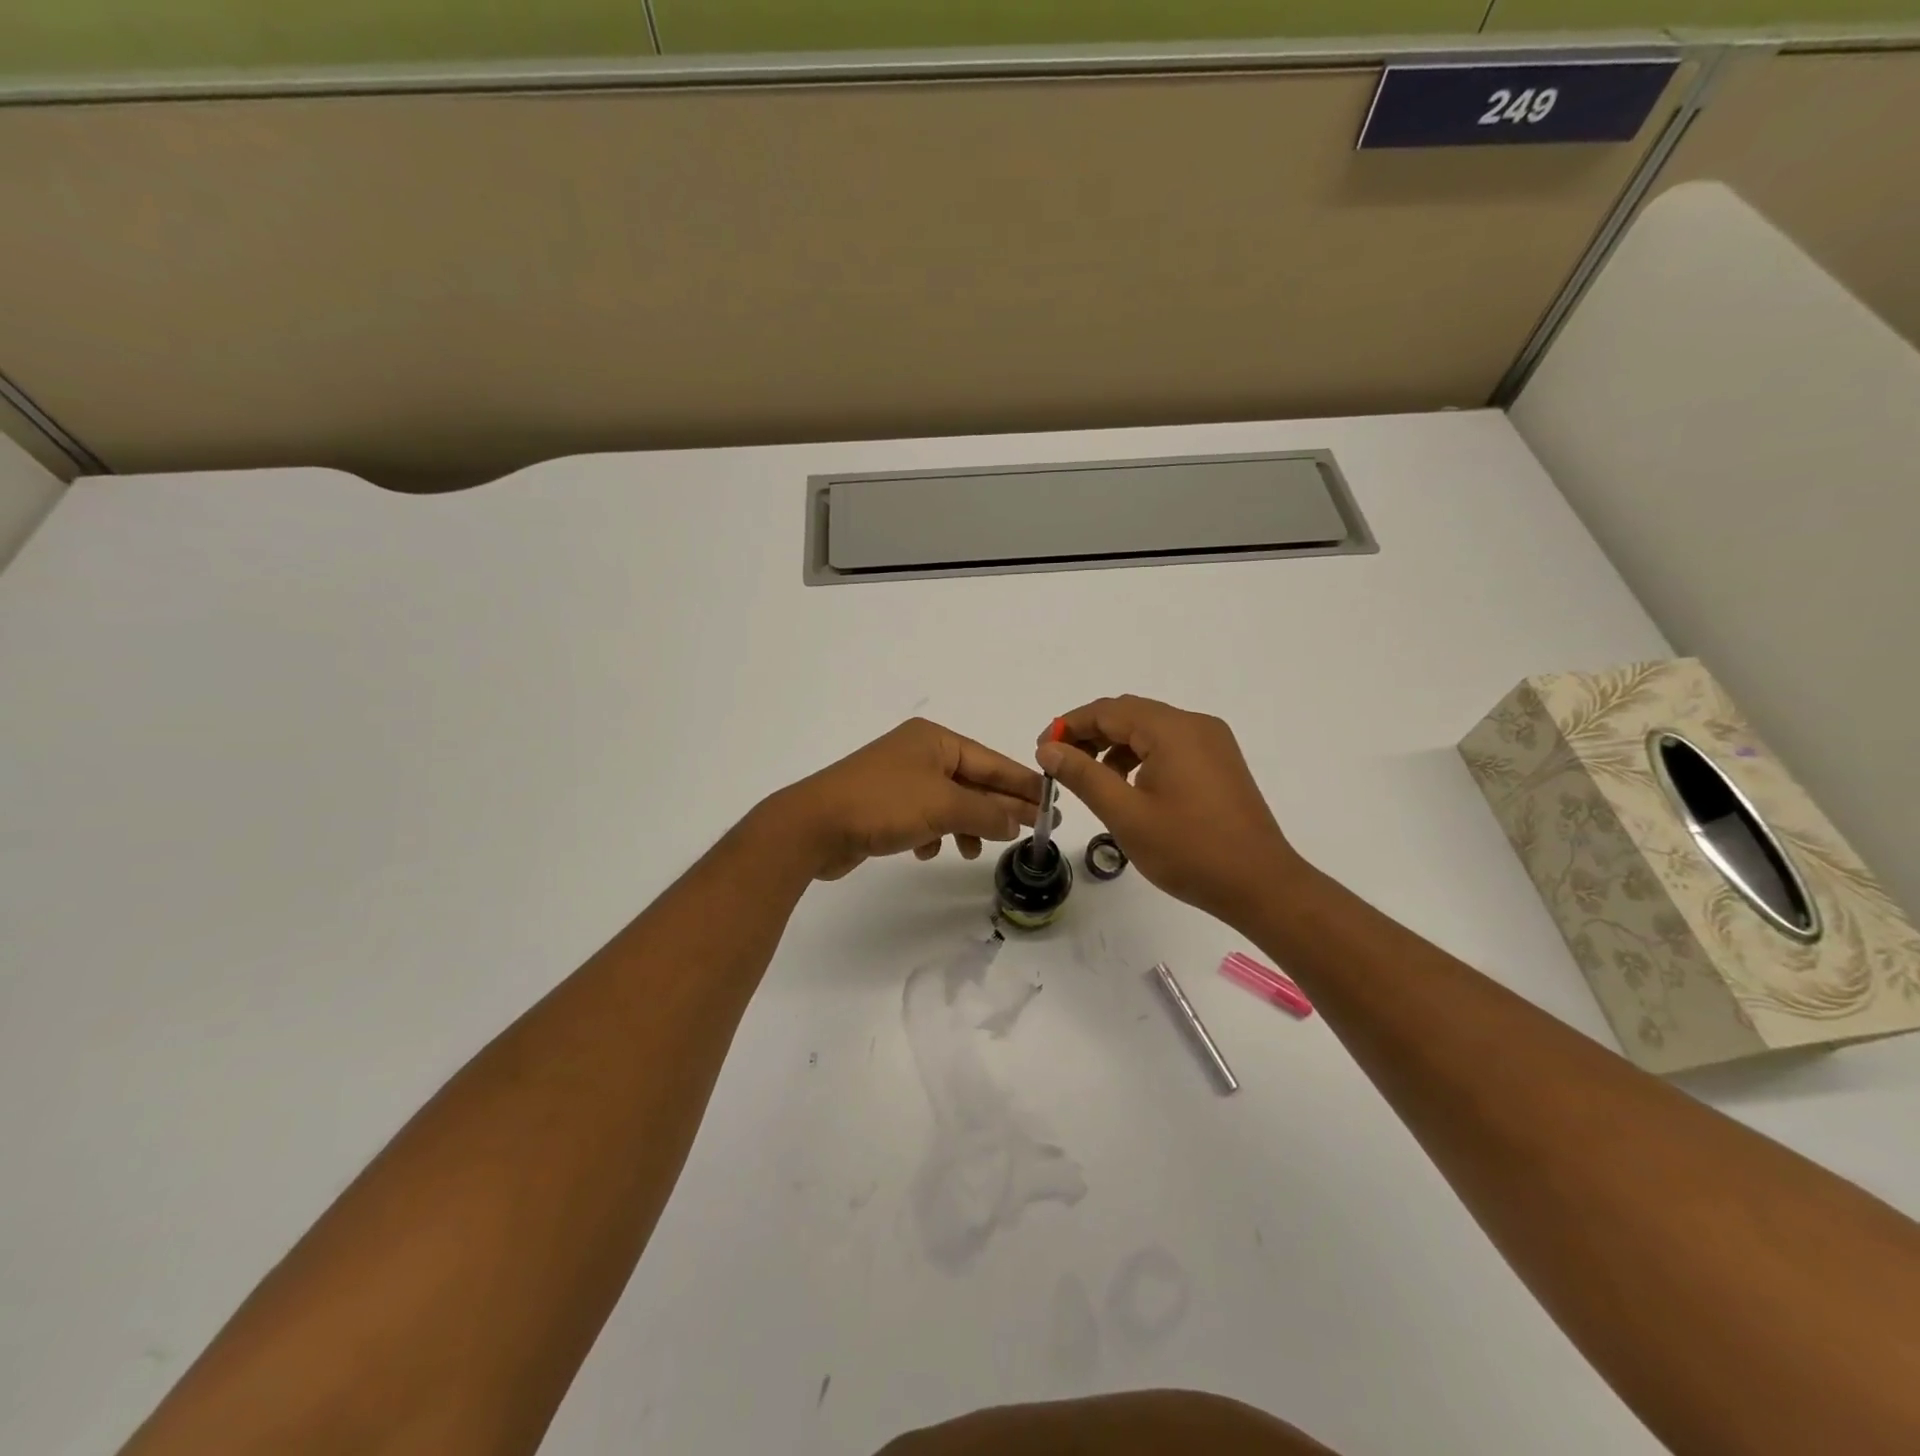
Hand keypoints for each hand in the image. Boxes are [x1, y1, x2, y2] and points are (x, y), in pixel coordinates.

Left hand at [773, 718, 1043, 880]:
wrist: (814, 826)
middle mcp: (919, 753)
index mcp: (935, 740)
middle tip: (1029, 833)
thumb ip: (987, 813)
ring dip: (965, 826)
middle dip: (996, 808)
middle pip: (972, 781)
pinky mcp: (884, 805)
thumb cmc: (883, 804)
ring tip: (971, 851)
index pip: (992, 761)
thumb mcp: (943, 806)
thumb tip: (1018, 821)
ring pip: (949, 803)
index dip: (1023, 785)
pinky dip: (933, 833)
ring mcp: (900, 779)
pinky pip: (924, 817)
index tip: (1051, 805)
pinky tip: (928, 850)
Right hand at [1037, 695, 1306, 925]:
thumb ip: (1083, 776)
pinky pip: (1170, 745)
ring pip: (1150, 729)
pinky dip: (1141, 756)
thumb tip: (1049, 749)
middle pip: (1129, 714)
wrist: (1260, 885)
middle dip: (1090, 734)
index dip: (1069, 725)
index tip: (1041, 751)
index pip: (1108, 710)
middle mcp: (1195, 725)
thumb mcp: (1125, 814)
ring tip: (1089, 778)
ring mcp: (1212, 742)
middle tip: (1059, 764)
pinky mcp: (1220, 762)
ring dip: (1114, 745)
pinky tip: (1128, 786)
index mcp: (1172, 730)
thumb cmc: (1188, 850)